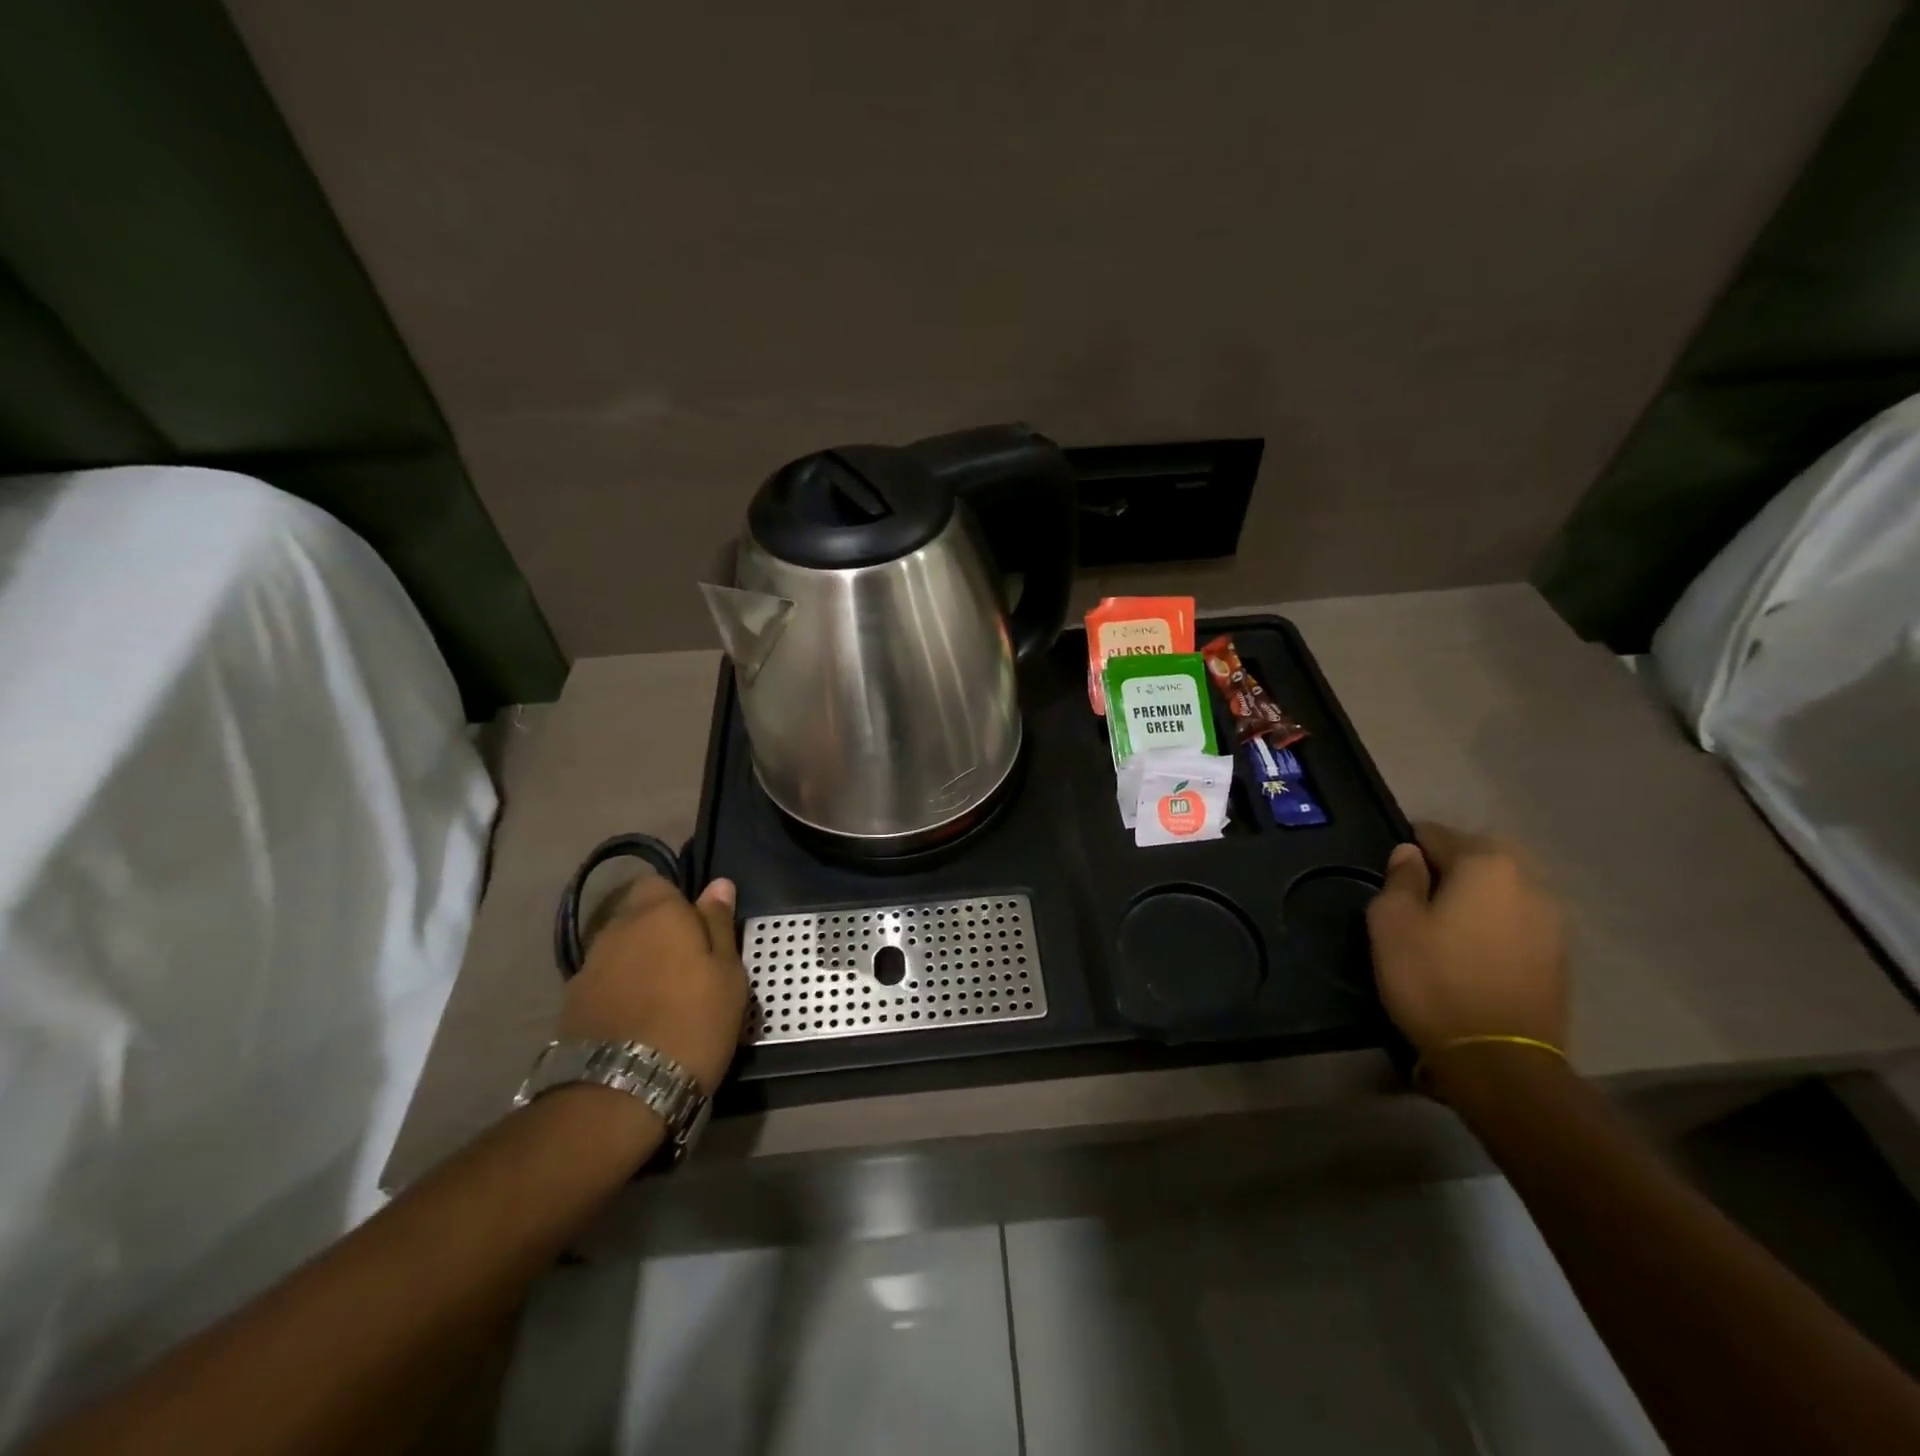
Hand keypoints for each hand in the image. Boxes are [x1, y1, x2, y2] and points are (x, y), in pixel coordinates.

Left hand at [556, 873, 747, 1095]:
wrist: (620, 1094)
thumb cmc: (692, 1024)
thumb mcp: (728, 975)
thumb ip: (719, 925)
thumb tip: (718, 884)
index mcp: (658, 913)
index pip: (659, 884)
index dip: (679, 904)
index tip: (699, 933)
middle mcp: (616, 929)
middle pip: (636, 916)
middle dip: (657, 932)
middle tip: (687, 968)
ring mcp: (588, 967)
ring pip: (619, 950)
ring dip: (637, 963)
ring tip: (661, 999)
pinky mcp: (570, 1005)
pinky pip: (604, 983)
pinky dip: (619, 992)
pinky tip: (636, 1021)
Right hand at [1365, 822, 1568, 1061]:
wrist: (1499, 1058)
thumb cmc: (1433, 978)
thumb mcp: (1391, 922)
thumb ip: (1400, 878)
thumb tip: (1409, 854)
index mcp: (1486, 863)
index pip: (1438, 834)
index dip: (1409, 847)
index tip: (1391, 871)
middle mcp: (1529, 880)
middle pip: (1479, 856)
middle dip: (1449, 866)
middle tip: (1417, 895)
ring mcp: (1553, 920)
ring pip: (1503, 888)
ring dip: (1476, 895)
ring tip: (1445, 923)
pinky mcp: (1560, 955)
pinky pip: (1518, 920)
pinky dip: (1495, 923)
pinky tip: (1473, 949)